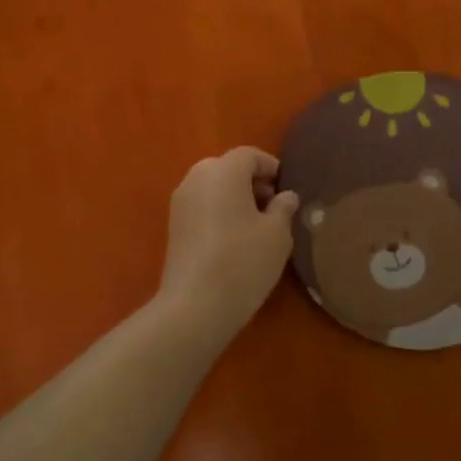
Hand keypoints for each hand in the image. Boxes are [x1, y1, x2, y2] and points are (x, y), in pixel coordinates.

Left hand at [157, 147, 299, 341]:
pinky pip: (202, 206)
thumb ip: (284, 208)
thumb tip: (285, 196)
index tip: (287, 189)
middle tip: (273, 206)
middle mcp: (196, 178)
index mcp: (223, 171)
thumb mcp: (277, 234)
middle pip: (228, 168)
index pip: (250, 155)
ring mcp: (180, 202)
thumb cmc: (243, 261)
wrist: (194, 306)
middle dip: (252, 182)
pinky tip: (235, 239)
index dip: (271, 167)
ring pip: (213, 187)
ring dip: (235, 197)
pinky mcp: (173, 227)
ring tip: (256, 225)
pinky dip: (219, 212)